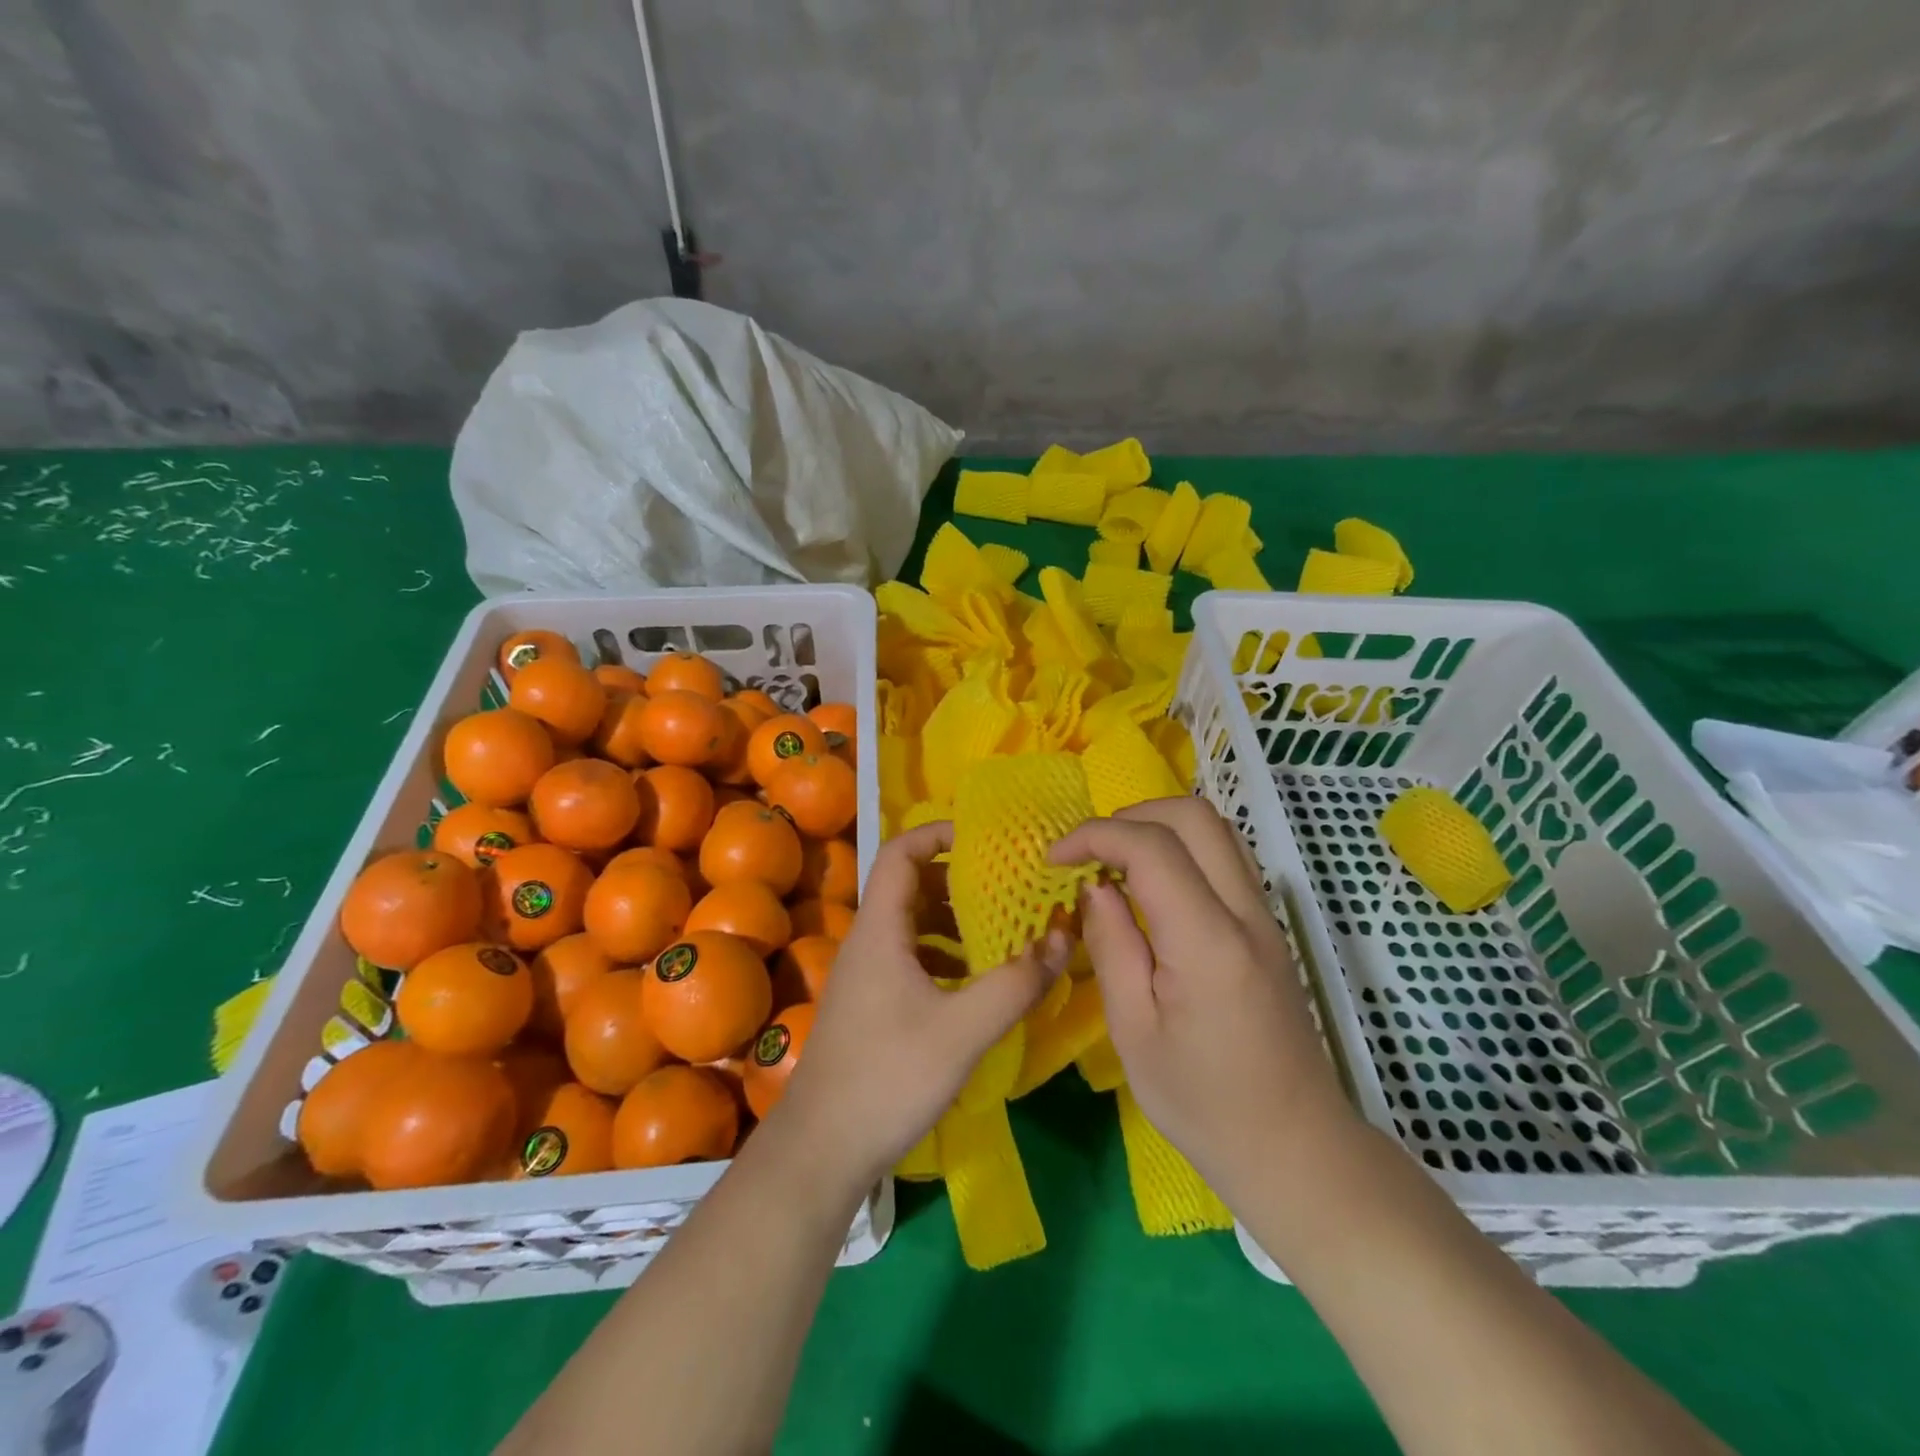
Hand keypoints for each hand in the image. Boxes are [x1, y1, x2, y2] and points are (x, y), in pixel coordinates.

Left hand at [769, 821, 1066, 1185]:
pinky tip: (975, 982)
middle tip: (1008, 887)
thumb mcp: (962, 1031)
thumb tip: (1063, 937)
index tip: (985, 839)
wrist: (820, 1150)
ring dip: (954, 921)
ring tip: (1002, 932)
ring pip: (912, 925)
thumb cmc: (887, 1078)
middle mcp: (868, 941)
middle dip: (959, 881)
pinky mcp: (871, 1004)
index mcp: (880, 930)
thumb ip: (1014, 984)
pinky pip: (911, 958)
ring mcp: (867, 975)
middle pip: (910, 886)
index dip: (938, 834)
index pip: (901, 852)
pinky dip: (944, 956)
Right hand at [1050, 798, 1358, 1195]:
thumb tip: (1095, 887)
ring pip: (1216, 830)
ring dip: (1159, 827)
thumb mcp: (1134, 1032)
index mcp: (1207, 942)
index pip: (1152, 848)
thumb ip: (1112, 946)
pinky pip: (1226, 859)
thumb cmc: (1203, 1103)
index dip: (1096, 835)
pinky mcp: (1269, 929)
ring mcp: (1265, 917)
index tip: (1055, 859)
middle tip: (1088, 852)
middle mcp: (1245, 913)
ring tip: (1115, 863)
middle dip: (1130, 815)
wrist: (1295, 1148)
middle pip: (1194, 816)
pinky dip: (1183, 849)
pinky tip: (1154, 887)